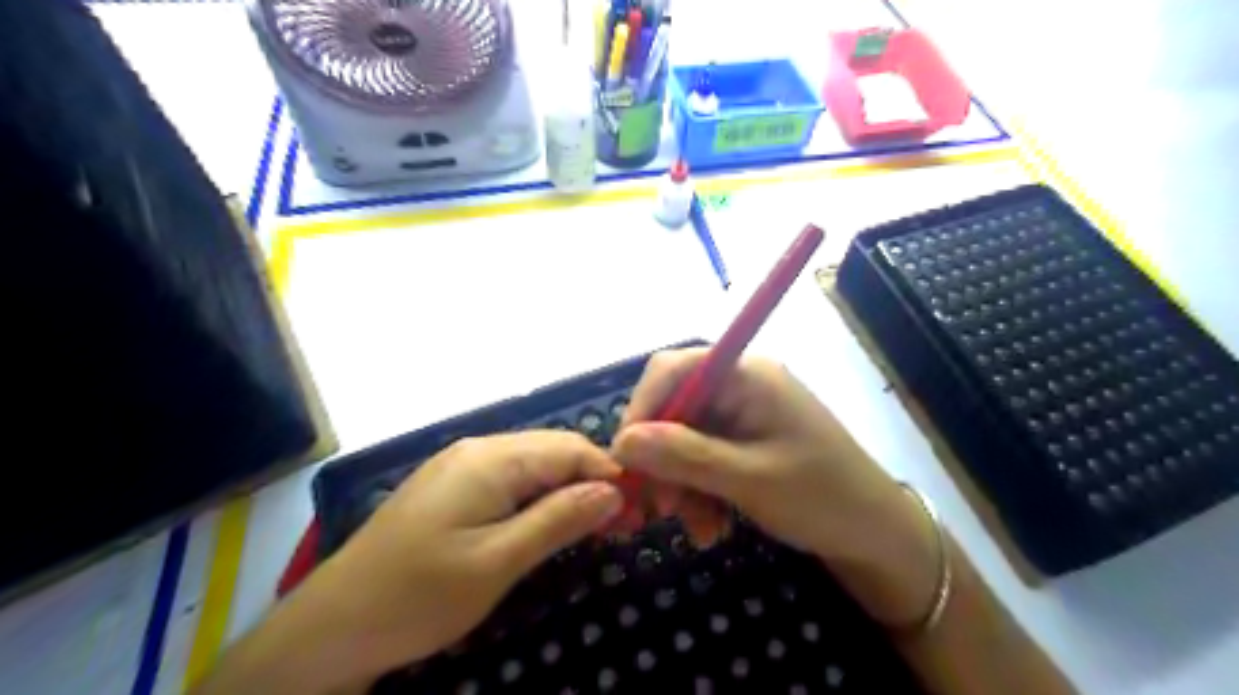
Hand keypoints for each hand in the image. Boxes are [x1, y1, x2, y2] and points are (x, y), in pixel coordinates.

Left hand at [267, 429, 623, 690]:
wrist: (331, 626)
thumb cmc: (418, 596)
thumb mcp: (497, 562)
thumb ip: (558, 520)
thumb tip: (614, 491)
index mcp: (491, 459)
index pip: (571, 448)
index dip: (611, 473)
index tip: (640, 509)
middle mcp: (478, 449)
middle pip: (553, 450)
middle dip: (592, 480)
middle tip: (622, 523)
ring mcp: (461, 465)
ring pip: (533, 464)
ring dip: (567, 489)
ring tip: (592, 525)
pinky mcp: (451, 486)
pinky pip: (510, 479)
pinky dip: (539, 496)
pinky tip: (547, 522)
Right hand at [608, 351, 938, 627]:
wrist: (878, 536)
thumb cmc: (823, 498)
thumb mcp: (750, 479)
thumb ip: (684, 456)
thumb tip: (621, 442)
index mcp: (747, 375)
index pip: (672, 370)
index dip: (641, 408)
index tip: (624, 458)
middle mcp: (740, 386)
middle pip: (674, 408)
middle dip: (662, 460)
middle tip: (659, 509)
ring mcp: (742, 415)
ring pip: (683, 440)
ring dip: (681, 485)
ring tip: (698, 529)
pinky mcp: (744, 442)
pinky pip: (701, 459)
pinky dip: (699, 492)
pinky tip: (712, 526)